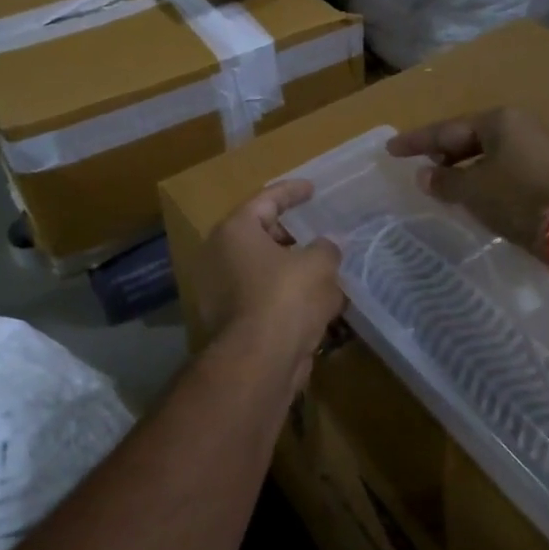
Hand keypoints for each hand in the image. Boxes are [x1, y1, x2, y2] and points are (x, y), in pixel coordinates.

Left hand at [192, 180, 343, 384]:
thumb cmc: (286, 297)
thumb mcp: (319, 264)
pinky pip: (264, 298)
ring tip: (326, 270)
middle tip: (318, 233)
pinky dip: (287, 297)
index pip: (266, 200)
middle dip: (293, 235)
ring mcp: (221, 291)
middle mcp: (219, 256)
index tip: (312, 189)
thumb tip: (329, 246)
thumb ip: (326, 248)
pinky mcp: (231, 321)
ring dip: (293, 269)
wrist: (259, 360)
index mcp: (235, 231)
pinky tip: (318, 303)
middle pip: (261, 235)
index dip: (292, 192)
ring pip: (264, 270)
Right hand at [388, 108, 548, 253]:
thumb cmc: (518, 197)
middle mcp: (520, 127)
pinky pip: (505, 169)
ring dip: (464, 168)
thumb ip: (444, 181)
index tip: (391, 150)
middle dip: (444, 152)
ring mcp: (539, 149)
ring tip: (443, 182)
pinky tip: (474, 193)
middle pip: (470, 138)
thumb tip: (424, 176)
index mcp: (499, 120)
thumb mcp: (472, 189)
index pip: (447, 129)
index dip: (416, 142)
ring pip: (489, 155)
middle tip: (420, 164)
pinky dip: (484, 178)